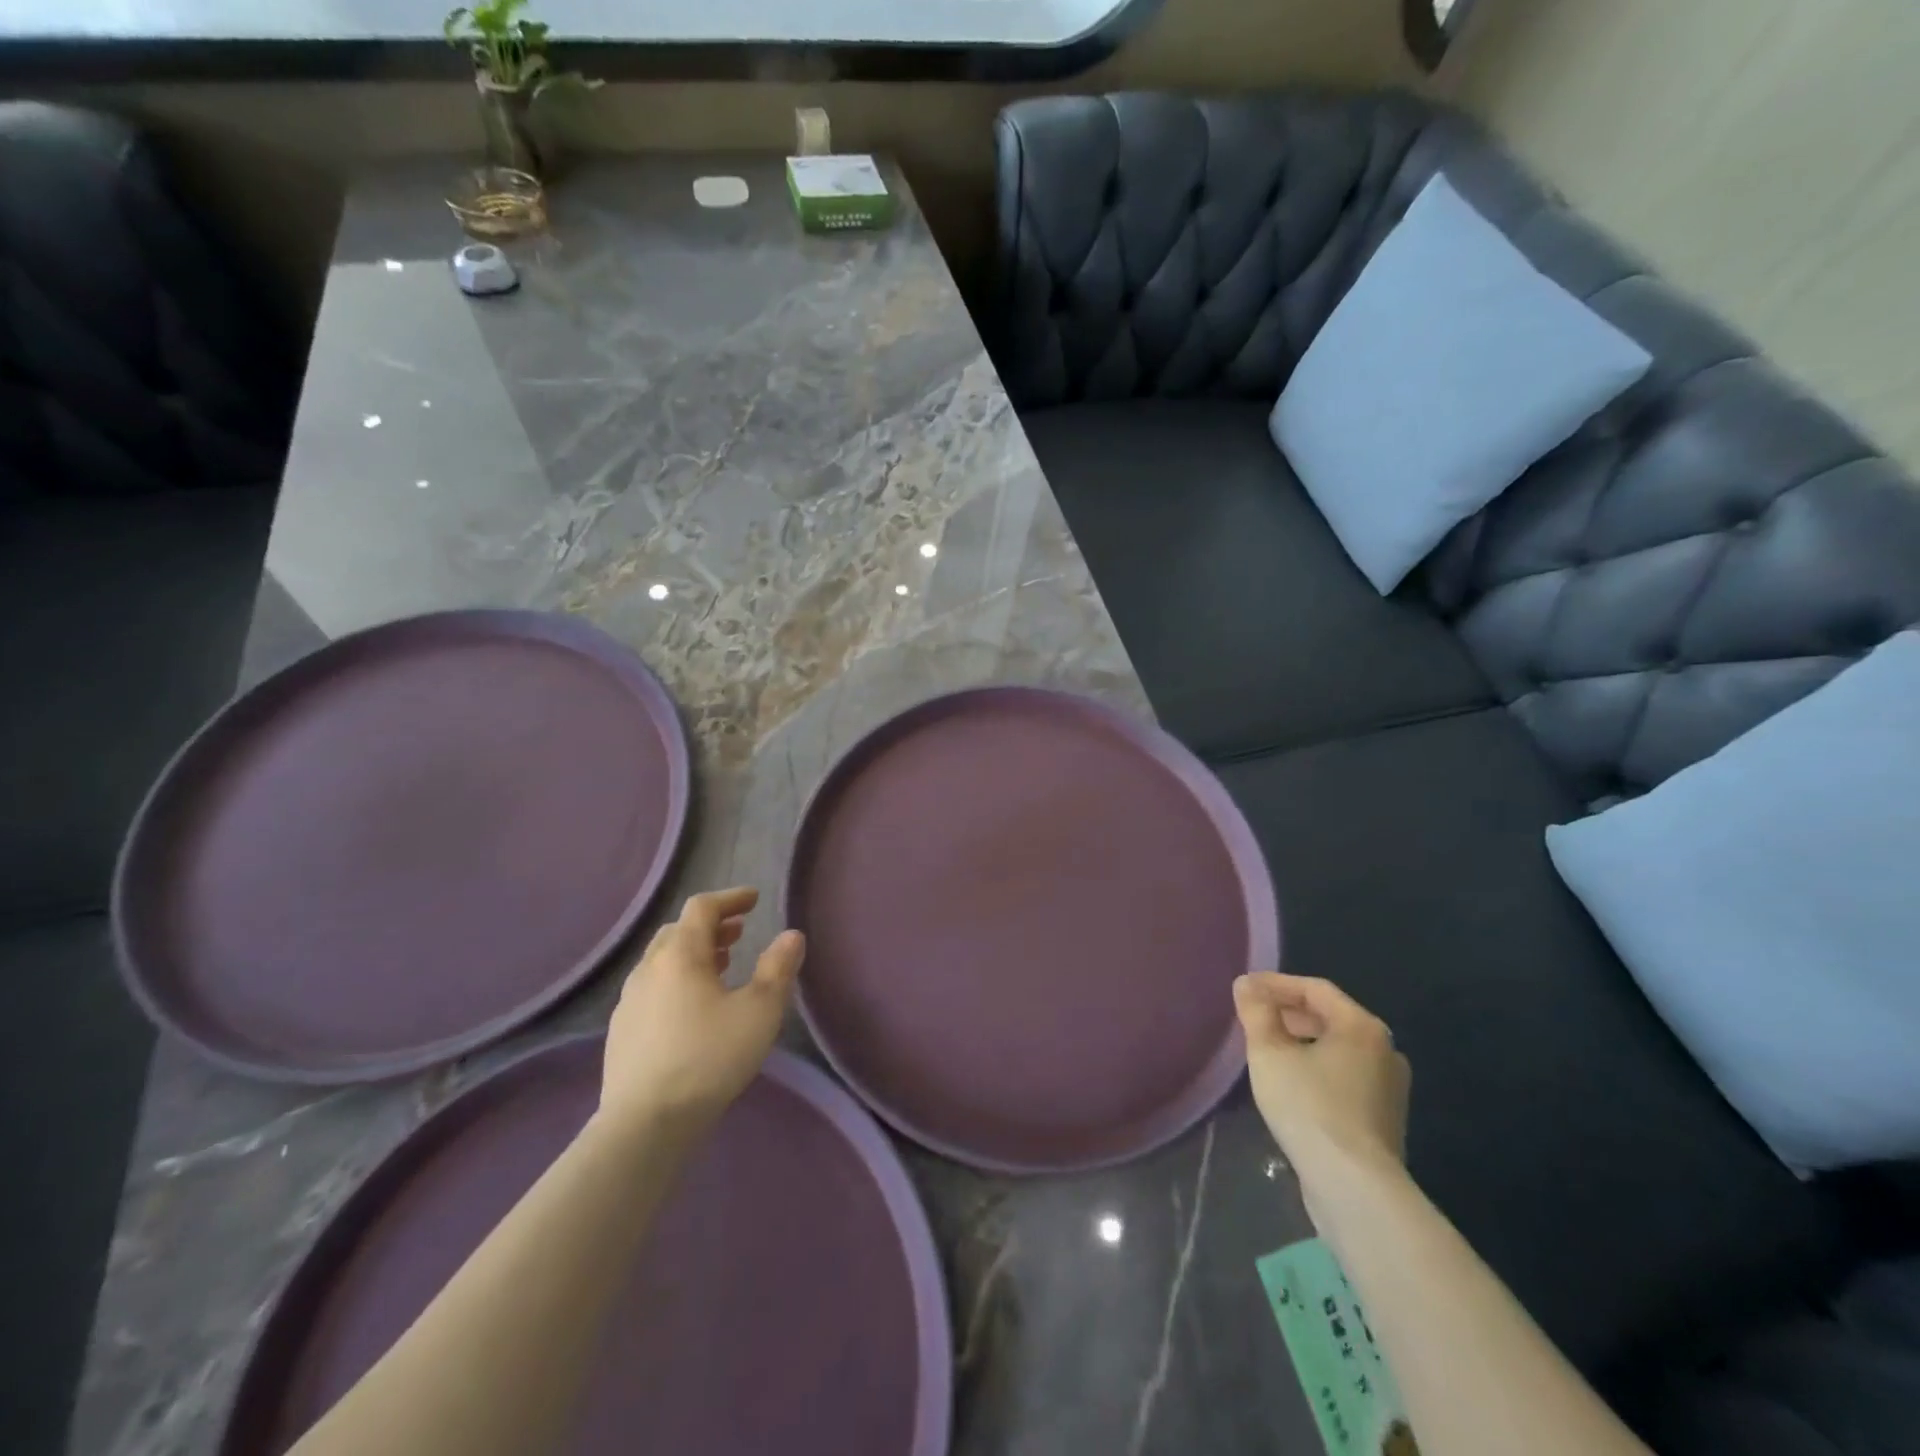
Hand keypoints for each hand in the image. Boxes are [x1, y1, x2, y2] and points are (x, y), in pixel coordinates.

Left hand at [598, 887, 805, 1139]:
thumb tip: (792, 935)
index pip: (702, 907)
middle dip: (711, 926)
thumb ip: (778, 968)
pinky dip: (677, 979)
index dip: (730, 898)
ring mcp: (629, 1000)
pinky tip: (692, 1007)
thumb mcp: (759, 1011)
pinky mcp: (622, 1031)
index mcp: (681, 954)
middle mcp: (649, 968)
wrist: (644, 1124)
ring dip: (693, 953)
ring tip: (721, 966)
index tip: (754, 900)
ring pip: (662, 960)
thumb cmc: (709, 1058)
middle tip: (739, 933)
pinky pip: (652, 987)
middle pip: (678, 930)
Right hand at [1234, 972, 1410, 1193]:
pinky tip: (1291, 1084)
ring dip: (1301, 1041)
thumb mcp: (1269, 1053)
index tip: (1245, 989)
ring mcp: (1389, 1088)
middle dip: (1288, 1012)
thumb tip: (1246, 984)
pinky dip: (1316, 1068)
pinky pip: (1345, 1077)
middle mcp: (1385, 1051)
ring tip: (1267, 1049)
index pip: (1315, 989)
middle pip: (1329, 1017)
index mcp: (1362, 1027)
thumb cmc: (1310, 1107)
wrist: (1355, 1187)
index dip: (1276, 983)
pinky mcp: (1384, 1119)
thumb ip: (1256, 1012)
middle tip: (1253, 1017)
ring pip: (1337, 1049)